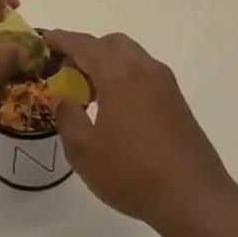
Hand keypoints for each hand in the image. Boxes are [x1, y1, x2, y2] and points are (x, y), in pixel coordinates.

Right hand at [44, 29, 234, 223]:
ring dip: (109, 65)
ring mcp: (166, 85)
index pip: (85, 44)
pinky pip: (145, 75)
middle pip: (112, 44)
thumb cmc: (132, 172)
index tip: (44, 40)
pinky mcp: (178, 102)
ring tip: (91, 95)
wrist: (193, 197)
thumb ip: (68, 117)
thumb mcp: (84, 151)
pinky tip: (117, 110)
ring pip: (132, 58)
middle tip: (69, 74)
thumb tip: (63, 98)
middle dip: (88, 51)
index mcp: (120, 75)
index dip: (62, 39)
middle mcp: (145, 70)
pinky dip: (126, 78)